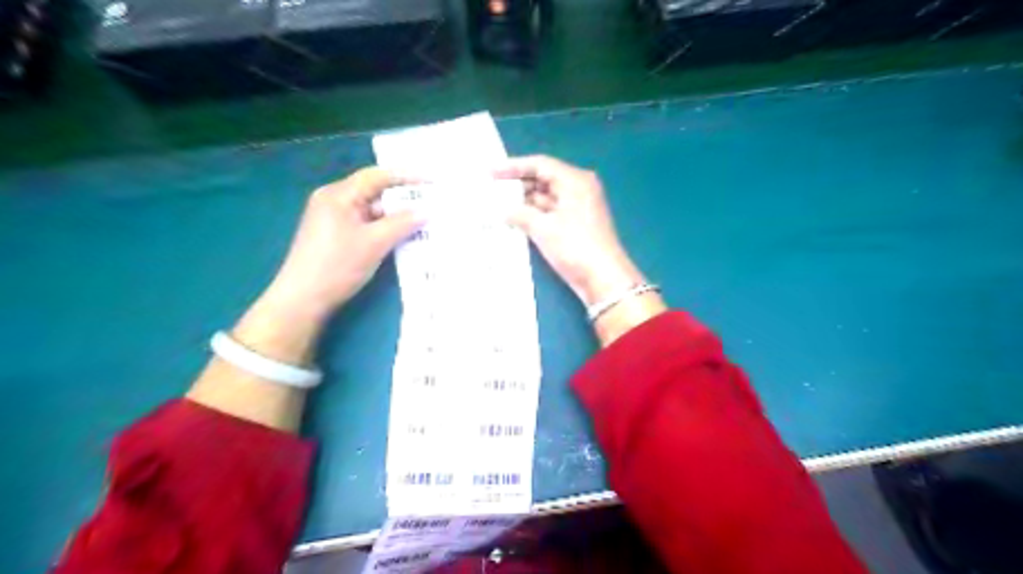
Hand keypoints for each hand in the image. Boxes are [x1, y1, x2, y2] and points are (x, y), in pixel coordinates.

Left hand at [261, 167, 426, 324]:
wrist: (303, 299)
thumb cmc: (337, 266)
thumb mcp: (375, 243)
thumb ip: (402, 223)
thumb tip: (427, 211)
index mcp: (338, 195)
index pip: (377, 176)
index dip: (407, 176)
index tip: (432, 181)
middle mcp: (334, 200)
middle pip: (374, 192)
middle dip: (404, 198)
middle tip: (433, 202)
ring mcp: (333, 219)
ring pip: (372, 211)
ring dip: (396, 216)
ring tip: (424, 220)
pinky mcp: (335, 236)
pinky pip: (366, 224)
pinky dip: (385, 228)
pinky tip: (403, 236)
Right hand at [495, 156, 637, 306]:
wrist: (603, 279)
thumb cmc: (576, 248)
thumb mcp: (544, 229)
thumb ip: (520, 214)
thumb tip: (502, 210)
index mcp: (575, 181)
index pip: (540, 165)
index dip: (513, 167)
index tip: (490, 173)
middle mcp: (577, 188)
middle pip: (542, 179)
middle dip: (517, 185)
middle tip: (490, 189)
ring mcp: (576, 207)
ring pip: (544, 197)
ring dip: (522, 201)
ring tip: (495, 204)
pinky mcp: (574, 224)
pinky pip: (549, 212)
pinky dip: (532, 214)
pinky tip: (512, 219)